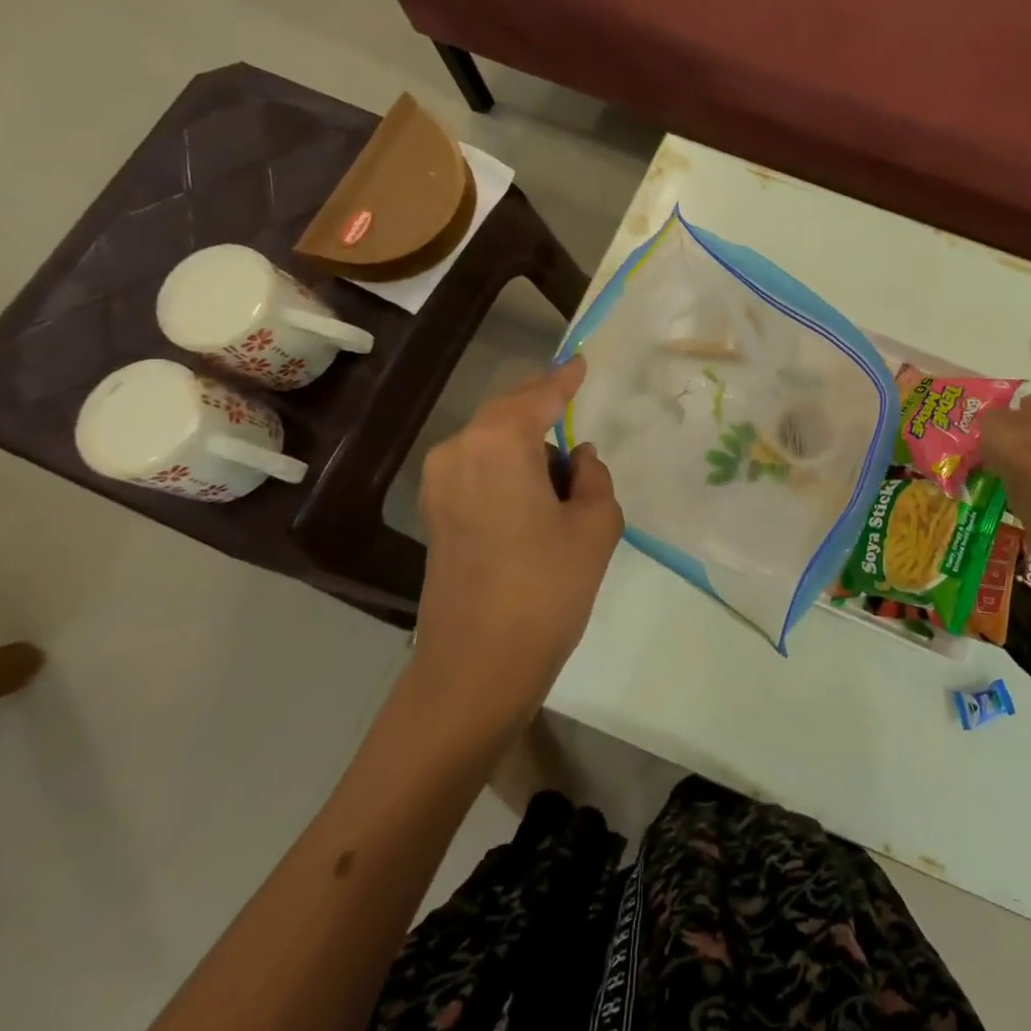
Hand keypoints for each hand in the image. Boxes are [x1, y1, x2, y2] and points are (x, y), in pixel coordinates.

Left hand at [408, 358, 623, 722]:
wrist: (476, 668)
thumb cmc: (546, 588)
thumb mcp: (596, 525)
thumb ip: (594, 476)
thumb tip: (578, 458)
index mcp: (497, 443)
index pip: (539, 396)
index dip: (565, 379)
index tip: (582, 362)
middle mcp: (458, 450)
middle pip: (508, 413)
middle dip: (543, 409)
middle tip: (577, 412)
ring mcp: (438, 484)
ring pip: (492, 442)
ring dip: (526, 446)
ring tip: (564, 476)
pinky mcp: (434, 514)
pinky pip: (478, 469)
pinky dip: (508, 469)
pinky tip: (535, 497)